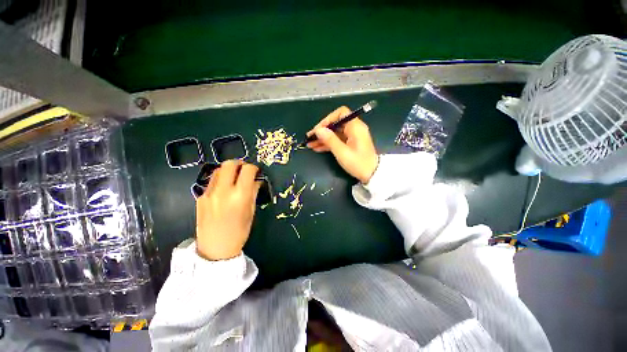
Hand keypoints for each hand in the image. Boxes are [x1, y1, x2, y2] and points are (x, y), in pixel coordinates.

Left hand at [196, 160, 260, 260]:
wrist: (215, 248)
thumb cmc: (239, 232)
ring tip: (235, 178)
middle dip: (240, 163)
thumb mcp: (251, 211)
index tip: (256, 171)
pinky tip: (225, 189)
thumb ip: (253, 192)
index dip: (254, 168)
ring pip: (219, 170)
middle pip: (230, 164)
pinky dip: (221, 180)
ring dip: (229, 170)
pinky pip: (212, 181)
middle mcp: (223, 191)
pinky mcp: (200, 197)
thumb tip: (256, 180)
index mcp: (239, 196)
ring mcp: (209, 193)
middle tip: (245, 170)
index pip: (247, 170)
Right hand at [307, 106, 378, 183]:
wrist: (372, 175)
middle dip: (322, 130)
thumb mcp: (342, 152)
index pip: (341, 113)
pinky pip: (337, 140)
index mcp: (355, 127)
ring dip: (323, 138)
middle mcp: (354, 129)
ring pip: (335, 133)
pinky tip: (318, 148)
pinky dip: (328, 143)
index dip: (328, 119)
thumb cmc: (359, 163)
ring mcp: (352, 136)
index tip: (318, 130)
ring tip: (310, 144)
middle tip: (310, 138)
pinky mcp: (350, 144)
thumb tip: (318, 130)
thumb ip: (330, 140)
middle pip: (336, 124)